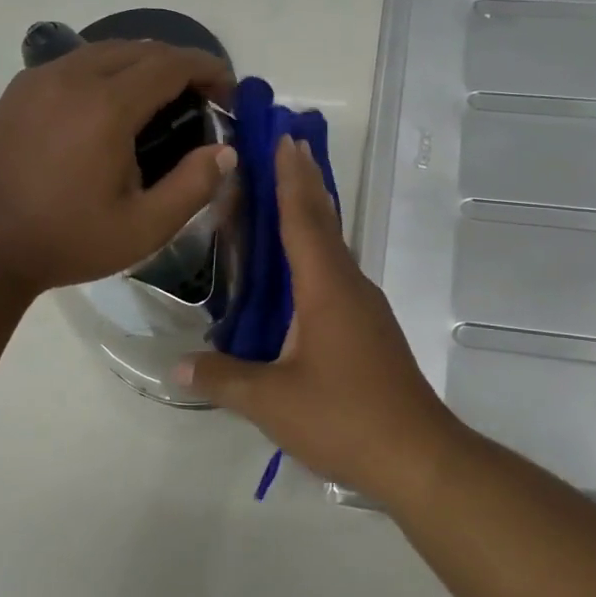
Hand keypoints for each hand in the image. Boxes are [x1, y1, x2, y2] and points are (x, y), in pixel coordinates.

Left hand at [0, 40, 233, 296]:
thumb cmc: (67, 241)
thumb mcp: (144, 228)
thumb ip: (193, 186)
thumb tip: (225, 151)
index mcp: (106, 106)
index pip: (171, 64)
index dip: (207, 70)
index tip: (228, 92)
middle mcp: (73, 77)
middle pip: (141, 48)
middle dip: (180, 65)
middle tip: (201, 100)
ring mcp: (40, 79)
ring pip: (107, 49)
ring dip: (143, 64)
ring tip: (161, 100)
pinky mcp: (20, 90)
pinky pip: (76, 61)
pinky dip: (108, 69)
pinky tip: (112, 105)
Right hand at [177, 136, 464, 505]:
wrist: (418, 456)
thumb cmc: (345, 418)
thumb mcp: (273, 402)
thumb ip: (223, 378)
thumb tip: (177, 364)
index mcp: (327, 289)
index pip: (304, 219)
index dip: (291, 179)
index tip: (285, 140)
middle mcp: (349, 287)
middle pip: (324, 223)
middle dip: (305, 183)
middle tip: (287, 146)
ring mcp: (364, 308)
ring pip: (333, 249)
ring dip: (312, 216)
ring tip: (287, 196)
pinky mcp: (370, 331)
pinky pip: (337, 275)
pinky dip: (316, 253)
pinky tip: (301, 271)